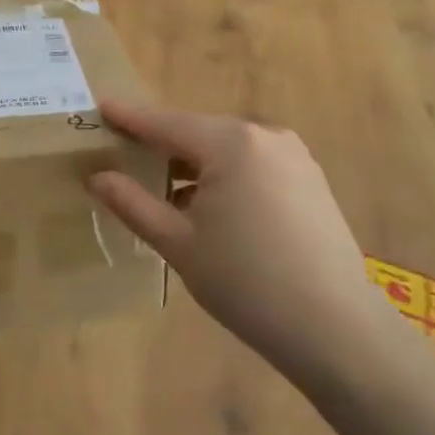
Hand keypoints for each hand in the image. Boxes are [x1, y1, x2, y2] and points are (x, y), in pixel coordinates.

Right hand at [87, 101, 381, 373]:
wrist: (336, 328)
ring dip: (193, 164)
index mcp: (230, 143)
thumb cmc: (246, 282)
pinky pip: (253, 165)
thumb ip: (133, 204)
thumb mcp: (178, 243)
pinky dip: (224, 176)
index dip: (129, 117)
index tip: (100, 106)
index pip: (165, 123)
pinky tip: (209, 207)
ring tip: (163, 191)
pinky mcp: (310, 180)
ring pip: (226, 150)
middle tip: (125, 155)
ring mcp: (294, 156)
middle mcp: (265, 136)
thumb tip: (98, 178)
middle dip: (161, 144)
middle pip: (197, 132)